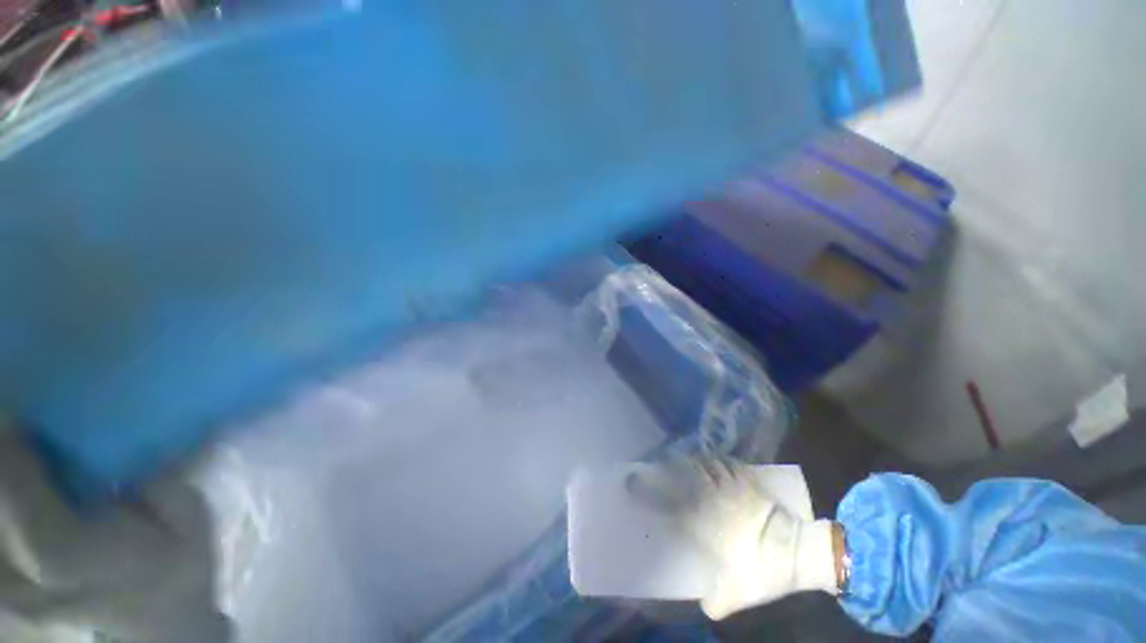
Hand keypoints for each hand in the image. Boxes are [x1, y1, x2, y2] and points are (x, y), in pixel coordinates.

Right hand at [626, 455, 838, 619]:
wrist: (797, 551)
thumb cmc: (764, 569)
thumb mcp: (738, 594)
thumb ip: (716, 602)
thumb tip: (704, 607)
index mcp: (702, 523)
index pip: (667, 502)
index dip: (648, 492)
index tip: (632, 483)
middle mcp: (711, 499)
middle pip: (682, 475)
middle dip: (665, 466)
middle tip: (654, 462)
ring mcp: (729, 487)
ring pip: (702, 464)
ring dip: (688, 459)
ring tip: (679, 456)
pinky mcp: (746, 481)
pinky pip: (726, 462)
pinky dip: (715, 458)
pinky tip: (711, 458)